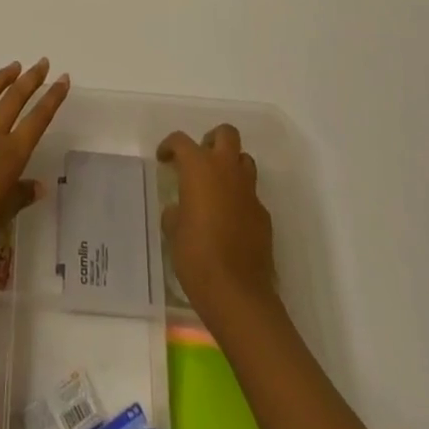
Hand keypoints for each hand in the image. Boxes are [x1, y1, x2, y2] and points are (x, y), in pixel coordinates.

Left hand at [0, 60, 69, 253]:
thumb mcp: (3, 214)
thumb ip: (21, 196)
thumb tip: (40, 186)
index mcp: (11, 155)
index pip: (38, 120)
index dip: (52, 98)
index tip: (63, 79)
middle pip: (14, 100)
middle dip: (31, 80)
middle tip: (41, 63)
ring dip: (1, 78)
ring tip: (13, 66)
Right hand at [158, 124, 277, 320]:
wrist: (238, 294)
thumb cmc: (196, 256)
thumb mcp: (174, 231)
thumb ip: (176, 212)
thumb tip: (180, 210)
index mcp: (199, 168)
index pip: (181, 141)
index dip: (170, 146)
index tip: (164, 159)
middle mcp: (227, 170)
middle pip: (226, 134)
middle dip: (212, 140)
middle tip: (200, 159)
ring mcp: (249, 192)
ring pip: (244, 160)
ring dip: (231, 166)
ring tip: (217, 186)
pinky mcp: (264, 215)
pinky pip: (252, 195)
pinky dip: (241, 198)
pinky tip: (231, 220)